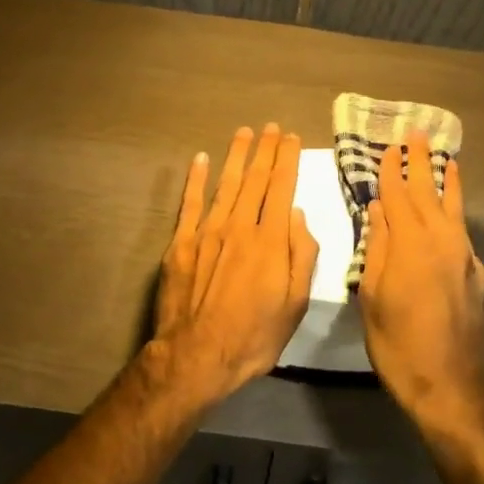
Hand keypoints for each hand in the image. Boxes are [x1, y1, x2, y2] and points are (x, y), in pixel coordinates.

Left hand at [148, 125, 317, 406]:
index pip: (281, 188)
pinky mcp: (182, 243)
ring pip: (225, 183)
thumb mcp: (296, 305)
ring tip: (244, 133)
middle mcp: (239, 226)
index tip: (291, 139)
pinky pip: (189, 203)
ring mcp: (207, 232)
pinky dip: (195, 179)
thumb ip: (301, 256)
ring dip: (236, 155)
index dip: (287, 160)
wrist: (196, 356)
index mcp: (270, 240)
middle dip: (265, 150)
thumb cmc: (254, 336)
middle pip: (255, 179)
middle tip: (271, 127)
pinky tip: (199, 159)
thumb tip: (297, 214)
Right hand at [358, 131, 483, 428]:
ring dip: (448, 183)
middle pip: (429, 192)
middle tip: (418, 135)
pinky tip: (453, 221)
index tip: (389, 148)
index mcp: (411, 244)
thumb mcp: (372, 297)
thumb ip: (377, 249)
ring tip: (448, 161)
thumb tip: (378, 211)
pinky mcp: (481, 278)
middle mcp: (443, 242)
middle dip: (421, 163)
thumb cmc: (399, 345)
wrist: (455, 388)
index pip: (398, 196)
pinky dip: (456, 218)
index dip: (392, 171)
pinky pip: (464, 237)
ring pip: (455, 210)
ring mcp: (466, 259)